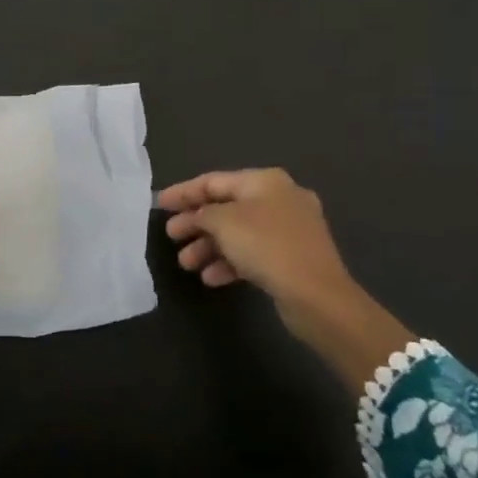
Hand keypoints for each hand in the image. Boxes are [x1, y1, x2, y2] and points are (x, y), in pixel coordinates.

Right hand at [159, 167, 412, 390]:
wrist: (318, 296)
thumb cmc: (267, 246)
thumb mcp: (225, 223)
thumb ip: (203, 213)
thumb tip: (198, 216)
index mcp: (265, 181)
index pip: (215, 181)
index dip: (184, 192)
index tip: (160, 204)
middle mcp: (280, 198)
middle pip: (226, 207)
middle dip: (196, 223)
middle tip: (172, 236)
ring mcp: (289, 229)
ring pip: (239, 233)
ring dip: (210, 247)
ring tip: (186, 264)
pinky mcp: (293, 258)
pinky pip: (253, 253)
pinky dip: (231, 262)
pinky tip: (211, 278)